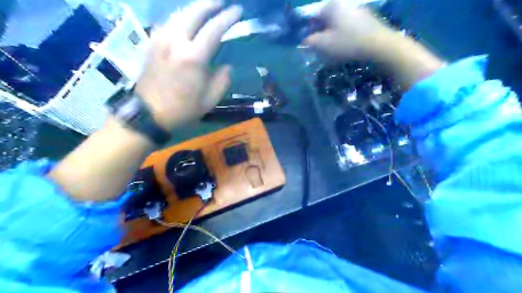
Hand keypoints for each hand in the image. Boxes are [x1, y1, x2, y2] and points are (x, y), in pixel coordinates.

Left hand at [133, 0, 240, 128]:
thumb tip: (226, 66)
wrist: (149, 114)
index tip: (238, 10)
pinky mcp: (151, 43)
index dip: (228, 18)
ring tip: (207, 7)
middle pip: (194, 12)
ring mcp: (160, 40)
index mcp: (193, 57)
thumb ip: (222, 80)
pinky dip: (181, 16)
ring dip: (195, 7)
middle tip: (222, 2)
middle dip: (210, 4)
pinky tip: (186, 19)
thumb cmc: (182, 109)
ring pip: (179, 13)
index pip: (214, 29)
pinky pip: (168, 22)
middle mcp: (175, 42)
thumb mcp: (210, 100)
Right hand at [304, 0, 441, 88]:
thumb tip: (305, 40)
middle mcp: (343, 2)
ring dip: (329, 34)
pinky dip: (341, 33)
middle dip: (318, 32)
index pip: (311, 15)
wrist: (381, 45)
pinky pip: (346, 25)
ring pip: (335, 22)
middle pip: (324, 18)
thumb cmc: (348, 43)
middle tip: (317, 47)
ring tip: (330, 48)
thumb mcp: (324, 44)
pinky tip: (343, 45)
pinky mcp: (365, 17)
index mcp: (331, 5)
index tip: (306, 42)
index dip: (306, 29)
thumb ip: (310, 41)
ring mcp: (356, 8)